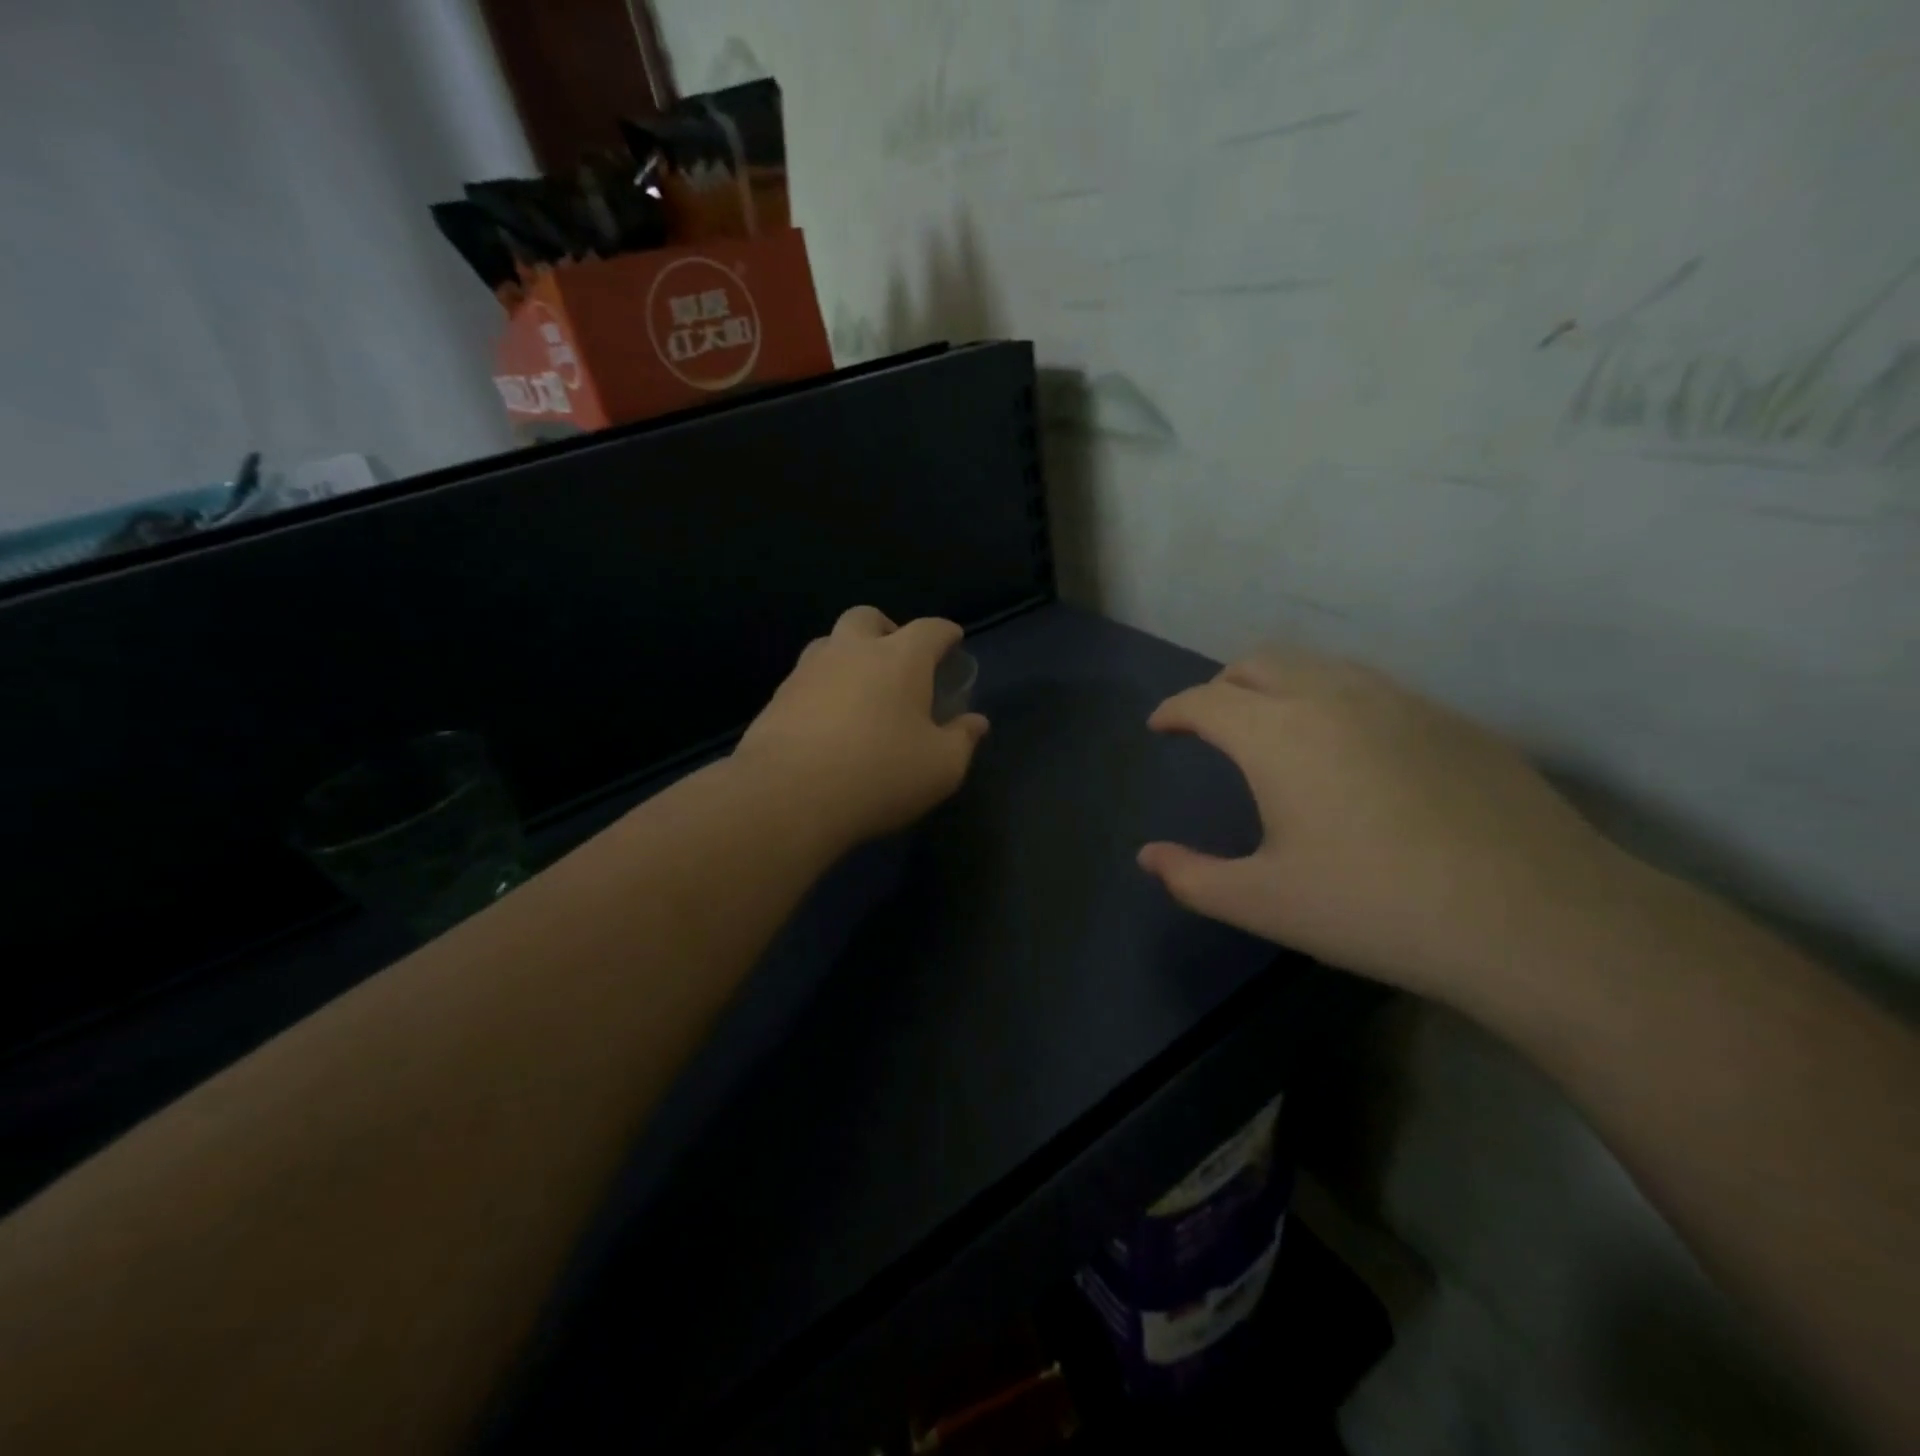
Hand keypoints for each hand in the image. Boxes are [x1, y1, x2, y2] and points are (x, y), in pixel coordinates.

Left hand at [734, 607, 989, 848]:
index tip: (953, 640)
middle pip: (868, 618)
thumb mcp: (940, 768)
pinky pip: (807, 678)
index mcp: (900, 659)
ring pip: (830, 643)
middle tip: (899, 659)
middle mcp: (851, 651)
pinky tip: (828, 719)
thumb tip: (976, 722)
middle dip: (887, 629)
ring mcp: (808, 671)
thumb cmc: (879, 775)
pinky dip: (823, 687)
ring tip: (861, 688)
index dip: (945, 633)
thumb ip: (962, 740)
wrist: (788, 796)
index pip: (930, 630)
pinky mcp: (777, 698)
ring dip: (849, 654)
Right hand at [1138, 645, 1633, 1006]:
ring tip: (1275, 726)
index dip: (1174, 710)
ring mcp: (1400, 701)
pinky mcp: (1451, 719)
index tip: (1160, 726)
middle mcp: (1333, 697)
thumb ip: (1192, 877)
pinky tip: (1351, 749)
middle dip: (1222, 684)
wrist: (1536, 918)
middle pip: (1259, 662)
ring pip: (1318, 666)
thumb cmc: (1376, 908)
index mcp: (1277, 734)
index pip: (1206, 700)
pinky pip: (1371, 687)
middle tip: (1212, 721)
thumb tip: (1148, 857)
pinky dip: (1334, 699)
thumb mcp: (1264, 902)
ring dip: (1279, 684)